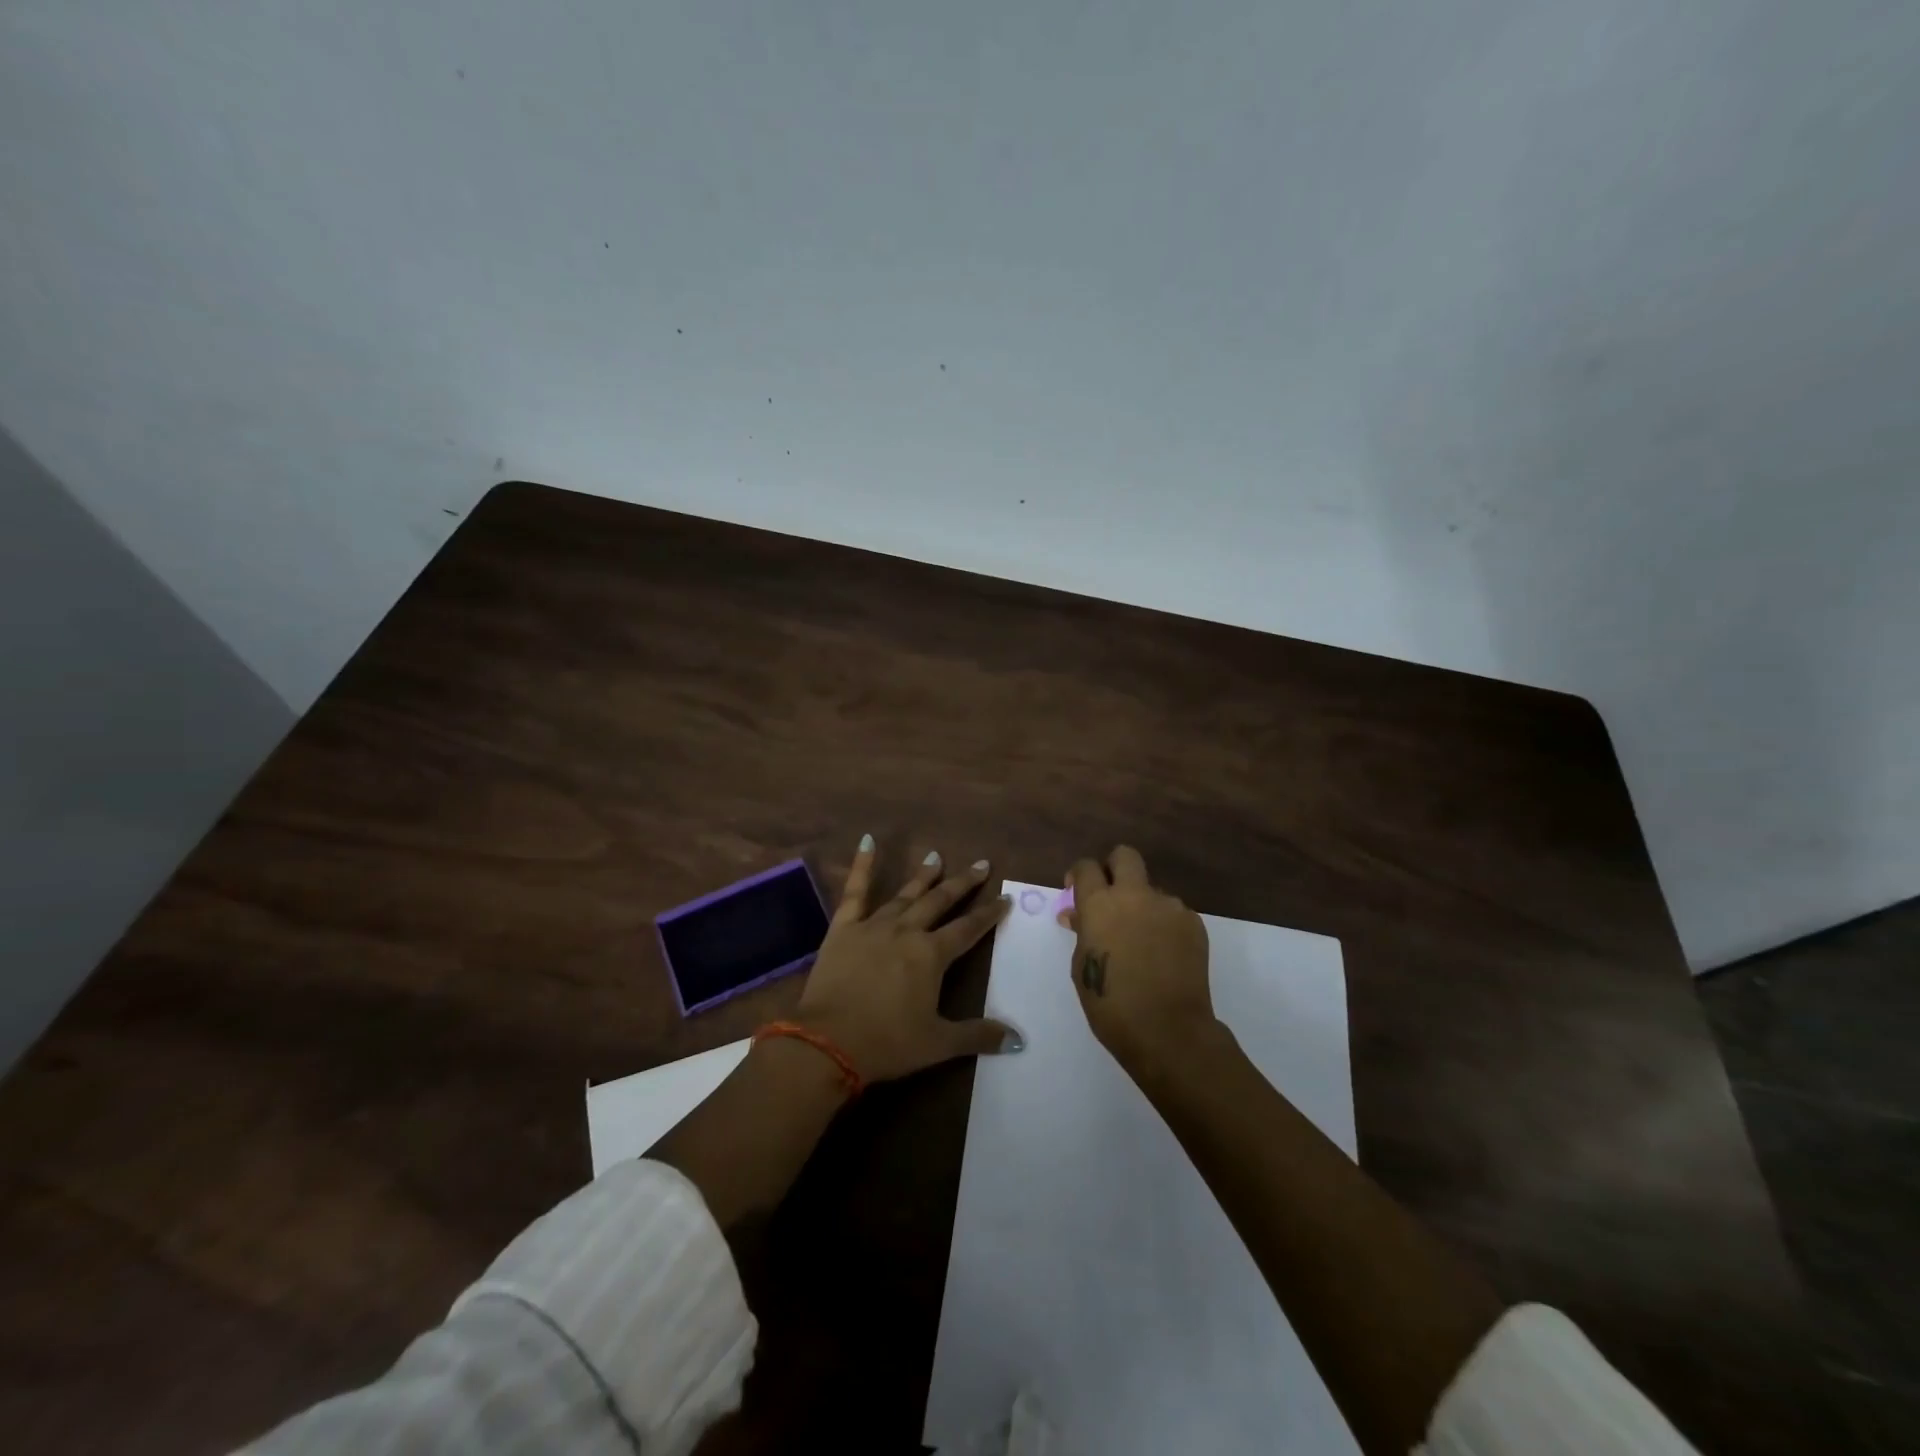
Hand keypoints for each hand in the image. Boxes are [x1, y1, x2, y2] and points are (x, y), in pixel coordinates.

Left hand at [794, 836, 1018, 1083]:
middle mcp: (907, 931)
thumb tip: (1018, 1039)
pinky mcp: (844, 928)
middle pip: (940, 901)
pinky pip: (855, 891)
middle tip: (980, 865)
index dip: (989, 914)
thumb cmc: (886, 1043)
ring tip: (936, 857)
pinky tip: (867, 841)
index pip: (968, 929)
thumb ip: (978, 1036)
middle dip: (962, 884)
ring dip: (923, 876)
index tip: (1005, 898)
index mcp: (931, 955)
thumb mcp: (938, 1043)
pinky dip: (862, 866)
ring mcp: (873, 926)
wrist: (827, 1042)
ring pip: (905, 894)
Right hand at [1064, 846, 1214, 1072]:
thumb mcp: (1082, 966)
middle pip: (1125, 856)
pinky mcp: (1194, 923)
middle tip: (1110, 895)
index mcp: (1100, 904)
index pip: (1086, 867)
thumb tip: (1079, 915)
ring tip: (1142, 941)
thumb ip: (1083, 932)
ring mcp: (1169, 907)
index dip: (1079, 875)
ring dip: (1142, 904)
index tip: (1077, 891)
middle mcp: (1135, 895)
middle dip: (1114, 867)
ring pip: (1152, 889)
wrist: (1168, 1030)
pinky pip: (1173, 913)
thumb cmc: (1111, 1004)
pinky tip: (1163, 954)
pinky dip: (1164, 926)